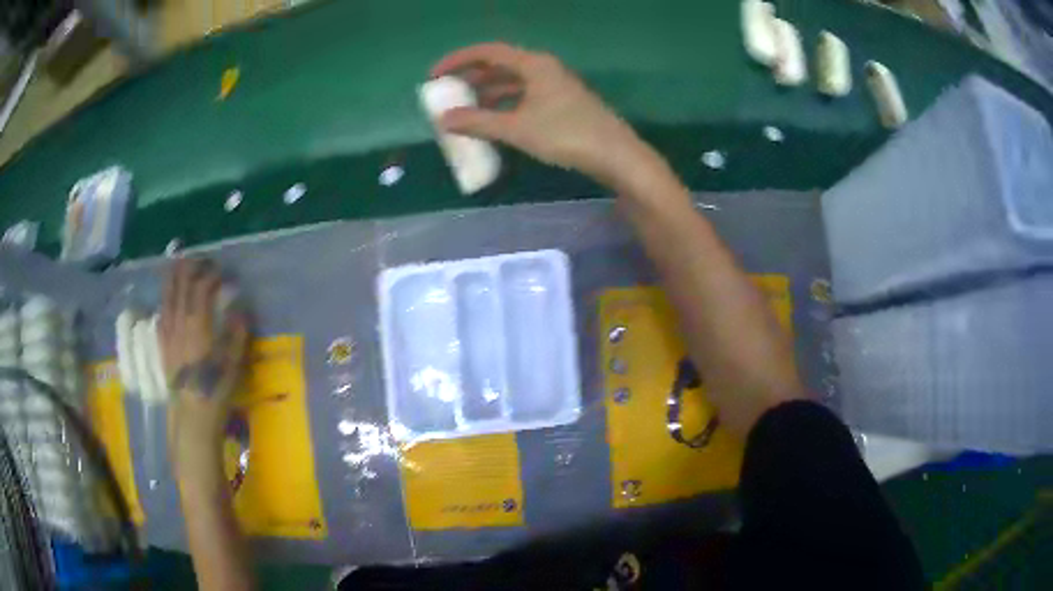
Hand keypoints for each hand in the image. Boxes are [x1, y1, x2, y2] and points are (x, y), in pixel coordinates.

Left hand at [160, 259, 248, 478]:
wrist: (192, 414)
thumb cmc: (215, 388)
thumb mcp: (233, 362)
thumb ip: (236, 332)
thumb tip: (240, 309)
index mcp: (198, 323)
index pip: (202, 287)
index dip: (211, 275)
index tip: (221, 272)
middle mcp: (180, 322)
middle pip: (181, 285)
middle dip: (189, 267)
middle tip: (199, 260)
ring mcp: (168, 332)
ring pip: (167, 296)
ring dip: (173, 278)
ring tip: (177, 265)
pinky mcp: (162, 345)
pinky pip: (161, 314)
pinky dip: (165, 301)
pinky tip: (166, 300)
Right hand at [431, 42, 653, 186]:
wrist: (616, 156)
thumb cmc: (566, 135)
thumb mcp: (517, 129)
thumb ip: (478, 123)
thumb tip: (443, 120)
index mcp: (534, 65)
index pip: (488, 52)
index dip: (458, 60)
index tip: (435, 75)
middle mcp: (545, 69)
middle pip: (500, 66)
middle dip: (471, 78)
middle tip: (448, 94)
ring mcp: (556, 86)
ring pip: (513, 83)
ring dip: (488, 94)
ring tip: (465, 110)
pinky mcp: (564, 104)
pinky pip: (525, 97)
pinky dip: (505, 106)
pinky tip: (495, 122)